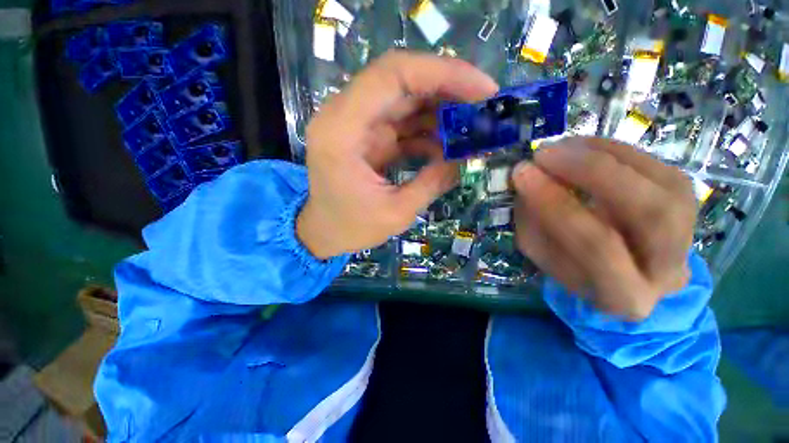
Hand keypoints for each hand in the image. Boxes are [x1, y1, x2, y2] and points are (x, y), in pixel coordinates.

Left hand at [297, 51, 498, 258]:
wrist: (326, 231)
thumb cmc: (351, 227)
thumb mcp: (396, 213)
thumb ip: (432, 182)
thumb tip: (466, 158)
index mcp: (342, 131)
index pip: (392, 75)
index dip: (442, 74)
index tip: (483, 89)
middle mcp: (345, 116)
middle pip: (402, 81)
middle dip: (449, 88)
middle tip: (486, 105)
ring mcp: (358, 125)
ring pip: (407, 99)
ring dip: (442, 110)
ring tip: (474, 127)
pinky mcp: (369, 137)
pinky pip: (405, 122)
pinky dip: (430, 130)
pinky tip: (450, 146)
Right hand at [512, 137, 696, 319]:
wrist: (626, 273)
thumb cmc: (574, 267)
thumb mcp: (542, 253)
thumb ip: (533, 221)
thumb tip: (527, 177)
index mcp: (623, 296)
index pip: (596, 248)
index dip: (556, 206)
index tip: (523, 174)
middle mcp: (667, 269)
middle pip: (646, 214)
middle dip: (590, 173)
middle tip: (545, 154)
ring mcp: (688, 232)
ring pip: (661, 184)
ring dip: (604, 156)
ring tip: (559, 147)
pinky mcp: (689, 201)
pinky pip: (658, 165)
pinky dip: (615, 150)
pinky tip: (582, 147)